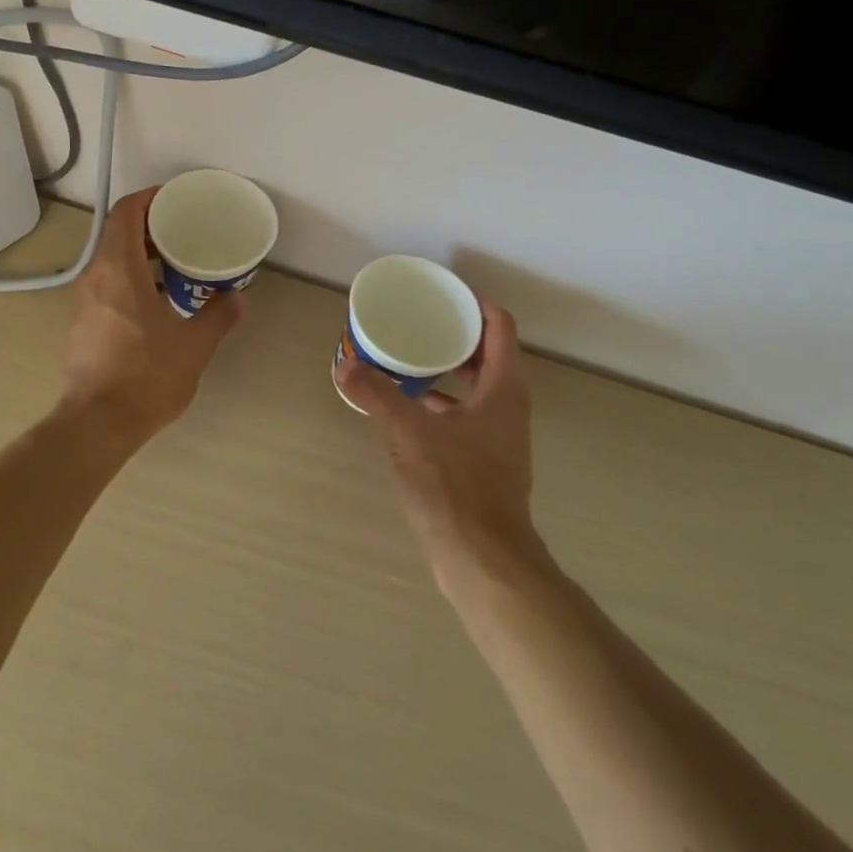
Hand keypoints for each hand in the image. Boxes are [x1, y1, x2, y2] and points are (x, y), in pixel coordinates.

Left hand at [59, 187, 243, 439]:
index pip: (126, 212)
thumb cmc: (146, 376)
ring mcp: (83, 303)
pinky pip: (107, 286)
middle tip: (186, 233)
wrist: (96, 425)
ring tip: (176, 267)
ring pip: (111, 262)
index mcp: (119, 269)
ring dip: (141, 256)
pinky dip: (131, 280)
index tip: (175, 199)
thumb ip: (218, 316)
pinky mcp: (81, 325)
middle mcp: (95, 278)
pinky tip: (156, 304)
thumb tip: (237, 298)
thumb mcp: (194, 345)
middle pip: (118, 234)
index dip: (150, 198)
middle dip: (152, 228)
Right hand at [336, 298, 546, 591]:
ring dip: (446, 370)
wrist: (483, 559)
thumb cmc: (456, 486)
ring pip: (475, 387)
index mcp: (503, 389)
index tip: (444, 292)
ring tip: (408, 358)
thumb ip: (377, 395)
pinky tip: (408, 409)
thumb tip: (344, 364)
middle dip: (455, 335)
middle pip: (488, 354)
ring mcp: (499, 437)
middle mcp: (508, 407)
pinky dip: (440, 404)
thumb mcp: (410, 433)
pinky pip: (464, 416)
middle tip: (419, 321)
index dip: (475, 303)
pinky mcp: (485, 463)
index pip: (499, 327)